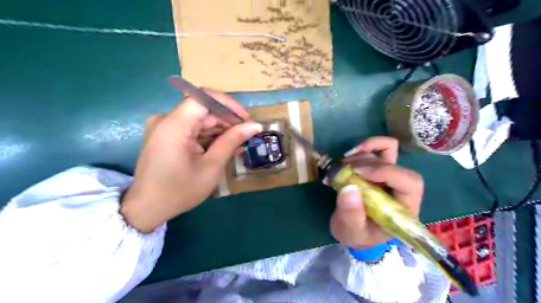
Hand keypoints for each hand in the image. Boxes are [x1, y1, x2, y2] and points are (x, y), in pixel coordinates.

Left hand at [120, 91, 261, 232]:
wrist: (147, 209)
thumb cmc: (180, 191)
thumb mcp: (211, 166)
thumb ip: (232, 141)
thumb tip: (255, 126)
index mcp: (174, 125)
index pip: (204, 98)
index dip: (229, 105)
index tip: (246, 119)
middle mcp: (166, 120)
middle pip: (203, 110)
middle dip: (227, 122)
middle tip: (248, 136)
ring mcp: (165, 128)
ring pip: (200, 120)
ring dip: (220, 131)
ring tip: (239, 144)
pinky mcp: (166, 136)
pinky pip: (192, 130)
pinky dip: (209, 137)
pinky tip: (224, 148)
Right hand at [328, 137, 424, 248]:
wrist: (353, 230)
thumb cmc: (358, 235)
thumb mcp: (352, 232)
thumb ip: (351, 215)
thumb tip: (349, 189)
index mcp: (403, 208)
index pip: (409, 182)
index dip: (386, 172)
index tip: (358, 173)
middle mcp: (400, 189)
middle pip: (393, 164)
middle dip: (365, 164)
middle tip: (341, 170)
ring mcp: (389, 176)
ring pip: (384, 153)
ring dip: (358, 157)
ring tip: (338, 167)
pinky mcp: (377, 169)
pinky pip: (379, 149)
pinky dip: (364, 147)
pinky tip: (349, 155)